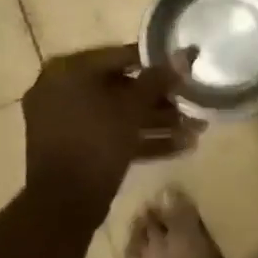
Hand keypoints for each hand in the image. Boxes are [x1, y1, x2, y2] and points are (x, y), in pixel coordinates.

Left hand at [21, 43, 200, 214]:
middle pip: (121, 87)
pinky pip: (111, 133)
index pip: (120, 56)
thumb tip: (185, 54)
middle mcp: (61, 90)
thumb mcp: (133, 107)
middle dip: (161, 99)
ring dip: (157, 121)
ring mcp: (66, 121)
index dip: (156, 63)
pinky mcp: (75, 147)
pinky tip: (181, 146)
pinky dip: (140, 138)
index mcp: (67, 72)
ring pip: (119, 113)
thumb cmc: (97, 141)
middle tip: (191, 103)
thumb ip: (159, 79)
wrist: (63, 203)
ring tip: (195, 129)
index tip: (183, 70)